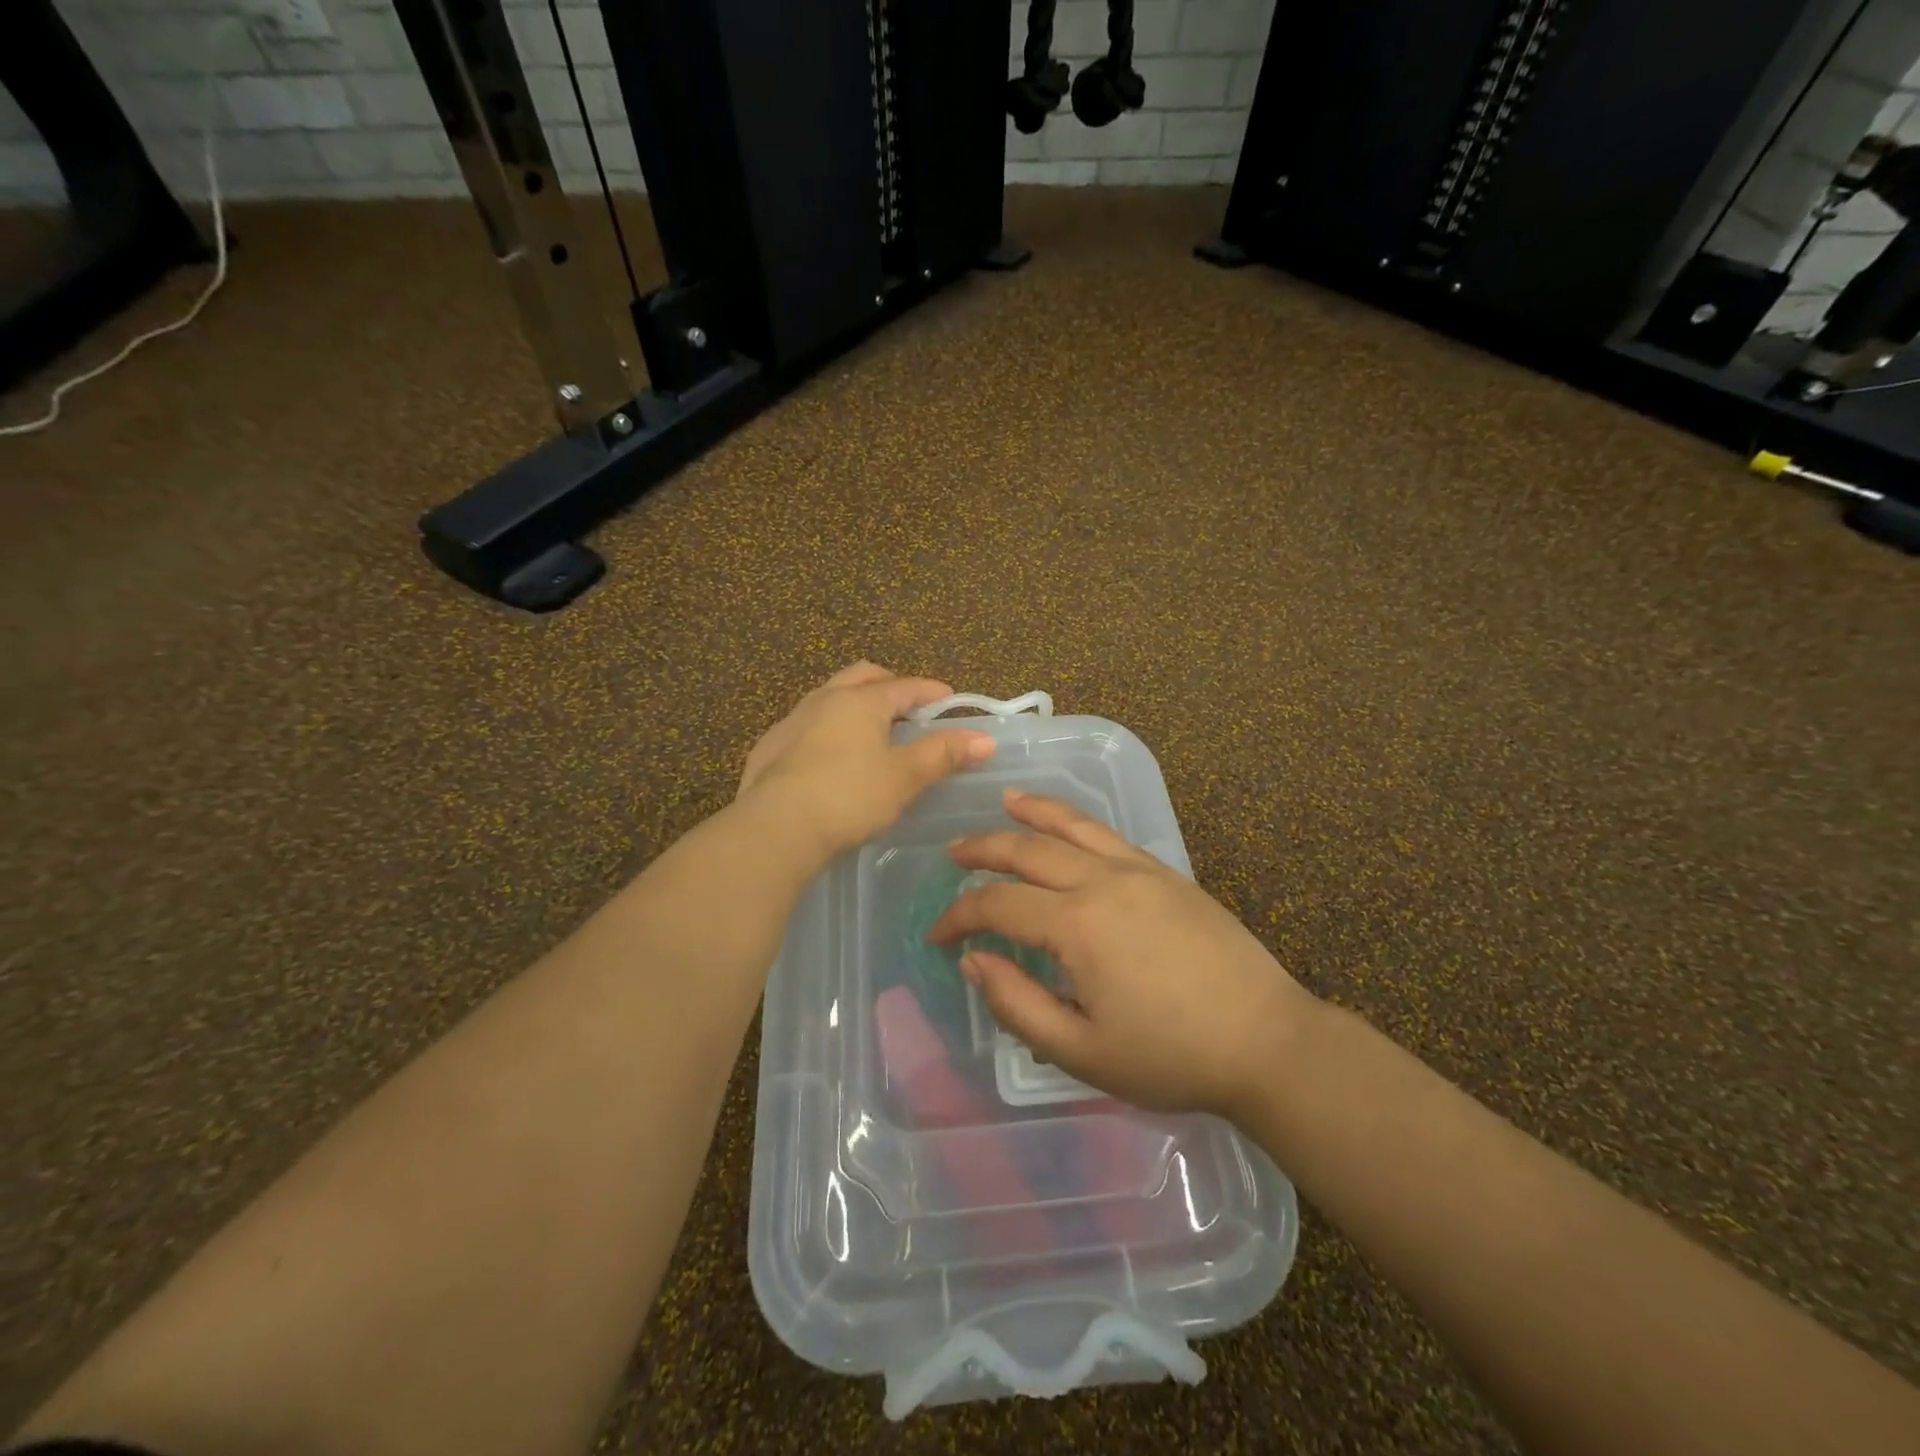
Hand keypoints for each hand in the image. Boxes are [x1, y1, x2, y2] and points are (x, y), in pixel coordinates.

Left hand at [737, 662, 995, 860]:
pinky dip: (826, 730)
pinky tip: (828, 756)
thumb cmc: (850, 796)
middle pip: (861, 677)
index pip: (904, 686)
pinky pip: (804, 727)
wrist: (776, 828)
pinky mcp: (769, 749)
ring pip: (828, 698)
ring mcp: (791, 722)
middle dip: (888, 685)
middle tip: (907, 705)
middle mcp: (824, 700)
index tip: (949, 699)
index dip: (930, 691)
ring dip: (853, 704)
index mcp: (860, 701)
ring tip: (870, 729)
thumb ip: (943, 754)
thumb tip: (985, 738)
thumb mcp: (905, 776)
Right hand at [929, 791, 1314, 1117]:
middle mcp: (1102, 881)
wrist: (1266, 1041)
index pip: (998, 904)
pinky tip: (1067, 824)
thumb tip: (973, 960)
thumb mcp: (1081, 1051)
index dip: (959, 915)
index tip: (937, 934)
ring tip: (1003, 801)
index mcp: (1076, 925)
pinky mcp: (1166, 873)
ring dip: (1031, 812)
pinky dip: (1077, 820)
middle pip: (1027, 850)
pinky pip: (1108, 835)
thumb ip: (1017, 1004)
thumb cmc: (1170, 1056)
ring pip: (1071, 826)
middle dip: (983, 850)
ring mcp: (1138, 870)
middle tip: (953, 855)